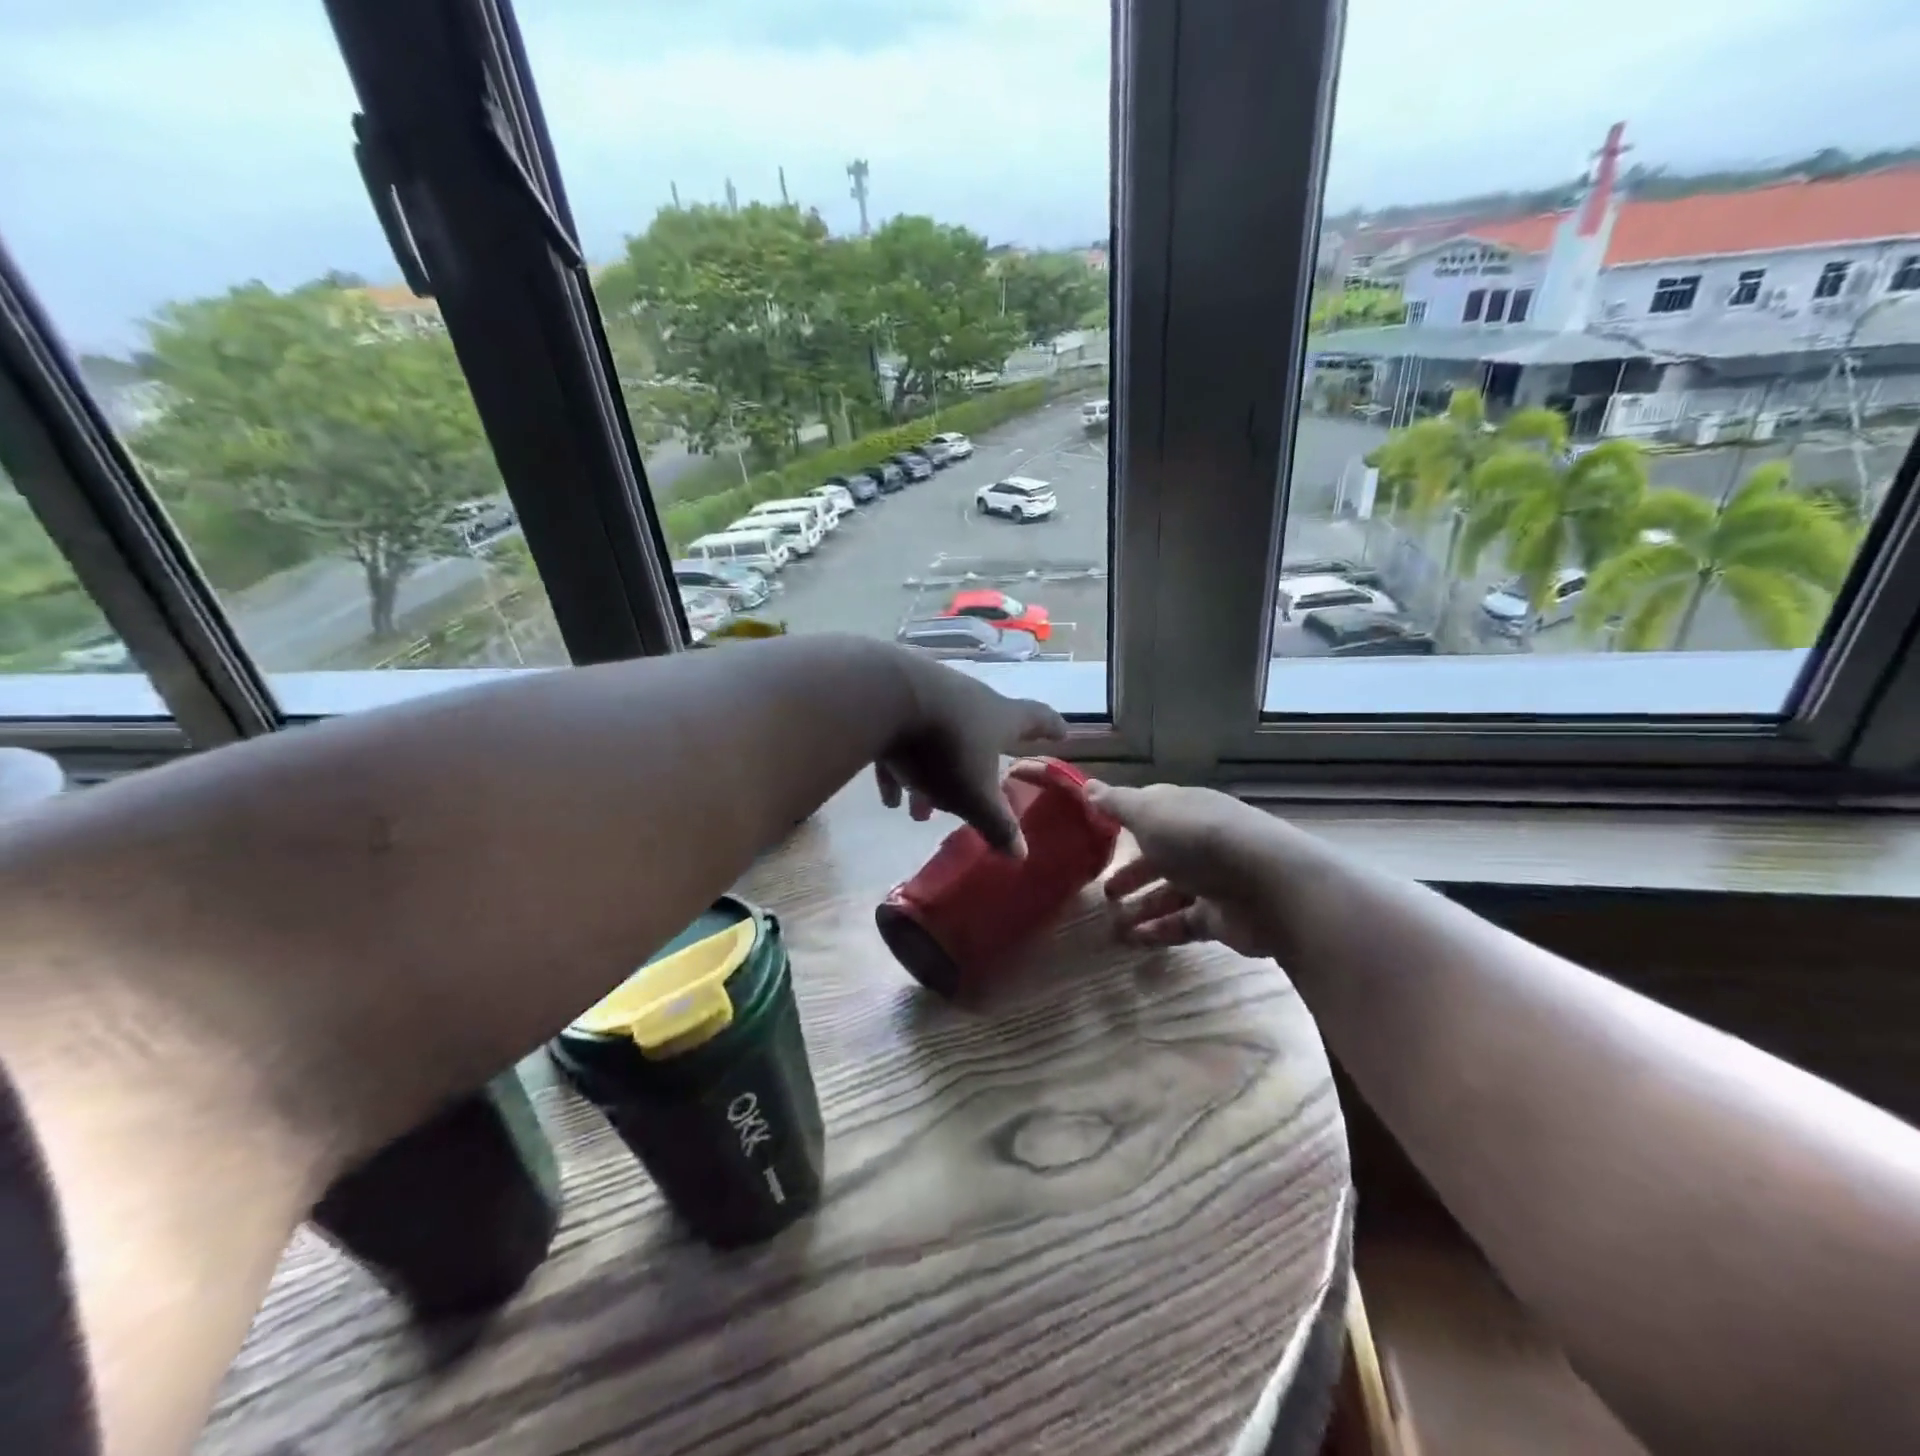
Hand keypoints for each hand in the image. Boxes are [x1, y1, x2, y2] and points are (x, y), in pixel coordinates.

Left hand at [875, 651, 1067, 854]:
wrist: (883, 698)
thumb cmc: (944, 748)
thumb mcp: (973, 795)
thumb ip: (997, 824)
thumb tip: (1021, 855)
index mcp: (999, 716)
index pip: (1036, 718)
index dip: (1051, 727)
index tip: (1062, 731)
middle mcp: (969, 699)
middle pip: (980, 735)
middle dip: (977, 770)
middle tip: (974, 797)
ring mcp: (930, 694)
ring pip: (938, 741)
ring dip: (933, 776)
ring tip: (920, 812)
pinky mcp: (893, 700)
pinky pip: (901, 741)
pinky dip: (900, 767)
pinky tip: (889, 796)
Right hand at [1087, 782, 1305, 957]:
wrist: (1269, 886)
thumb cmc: (1200, 839)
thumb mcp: (1150, 814)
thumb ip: (1117, 804)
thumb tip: (1088, 786)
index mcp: (1186, 810)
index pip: (1152, 810)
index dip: (1125, 820)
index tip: (1098, 833)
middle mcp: (1201, 842)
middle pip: (1160, 856)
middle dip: (1132, 872)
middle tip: (1105, 890)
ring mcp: (1214, 881)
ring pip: (1170, 893)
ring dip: (1142, 907)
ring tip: (1112, 925)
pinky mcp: (1221, 917)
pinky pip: (1183, 924)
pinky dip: (1159, 931)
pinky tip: (1134, 941)